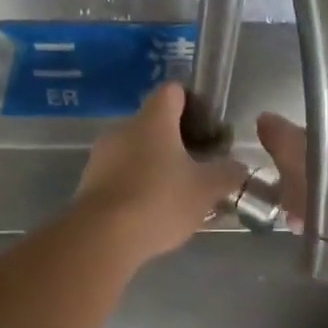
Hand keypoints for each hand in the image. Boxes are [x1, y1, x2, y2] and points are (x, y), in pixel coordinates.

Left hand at [75, 83, 247, 264]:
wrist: (102, 237)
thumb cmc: (160, 201)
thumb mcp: (207, 190)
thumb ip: (228, 174)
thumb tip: (238, 167)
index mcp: (153, 120)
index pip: (172, 91)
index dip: (192, 103)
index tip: (208, 127)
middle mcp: (123, 129)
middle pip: (153, 124)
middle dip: (176, 142)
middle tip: (198, 166)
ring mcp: (101, 156)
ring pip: (135, 152)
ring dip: (155, 167)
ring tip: (176, 195)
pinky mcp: (88, 184)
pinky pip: (119, 176)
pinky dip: (136, 187)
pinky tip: (150, 213)